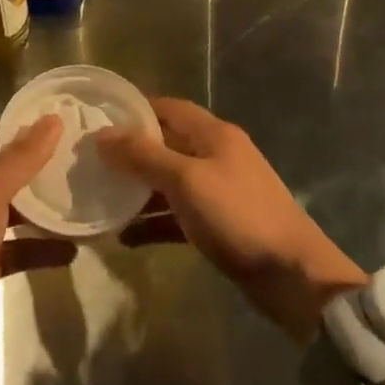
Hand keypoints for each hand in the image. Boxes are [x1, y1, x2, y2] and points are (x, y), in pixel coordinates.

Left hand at [0, 114, 59, 355]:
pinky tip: (72, 249)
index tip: (47, 123)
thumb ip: (22, 157)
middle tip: (72, 156)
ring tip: (79, 198)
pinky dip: (40, 248)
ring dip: (39, 207)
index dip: (7, 124)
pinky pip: (16, 248)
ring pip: (9, 210)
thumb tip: (54, 120)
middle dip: (31, 164)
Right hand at [95, 97, 365, 340]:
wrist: (293, 276)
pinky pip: (178, 215)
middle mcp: (216, 155)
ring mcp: (219, 191)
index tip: (97, 120)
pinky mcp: (220, 224)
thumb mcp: (185, 180)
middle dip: (130, 152)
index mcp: (213, 134)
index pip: (168, 107)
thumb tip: (102, 135)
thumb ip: (143, 156)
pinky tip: (125, 237)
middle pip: (166, 144)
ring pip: (169, 182)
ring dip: (138, 191)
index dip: (134, 110)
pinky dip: (154, 222)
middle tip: (91, 162)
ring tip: (100, 199)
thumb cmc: (238, 216)